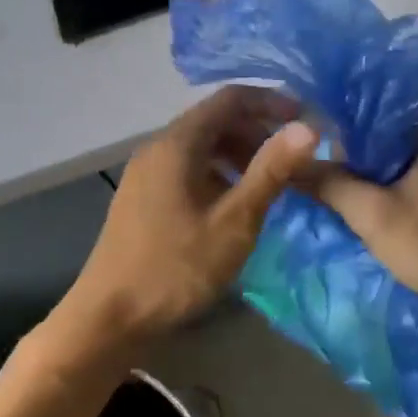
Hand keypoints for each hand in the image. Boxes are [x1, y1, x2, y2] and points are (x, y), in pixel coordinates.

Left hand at [61, 86, 319, 349]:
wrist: (109, 318)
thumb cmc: (176, 268)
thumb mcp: (234, 222)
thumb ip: (271, 171)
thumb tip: (308, 127)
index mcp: (177, 143)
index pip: (231, 99)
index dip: (271, 102)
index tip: (306, 121)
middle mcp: (158, 147)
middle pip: (215, 119)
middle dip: (257, 131)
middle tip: (291, 160)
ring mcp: (147, 172)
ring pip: (201, 145)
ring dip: (239, 154)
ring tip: (268, 185)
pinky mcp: (143, 195)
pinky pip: (188, 167)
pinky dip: (218, 173)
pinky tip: (233, 205)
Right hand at [298, 123, 417, 328]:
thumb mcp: (373, 215)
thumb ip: (330, 184)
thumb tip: (290, 163)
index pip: (373, 118)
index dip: (340, 137)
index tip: (315, 157)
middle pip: (388, 145)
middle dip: (358, 165)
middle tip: (327, 186)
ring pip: (404, 168)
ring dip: (378, 185)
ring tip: (348, 204)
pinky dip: (400, 198)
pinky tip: (384, 219)